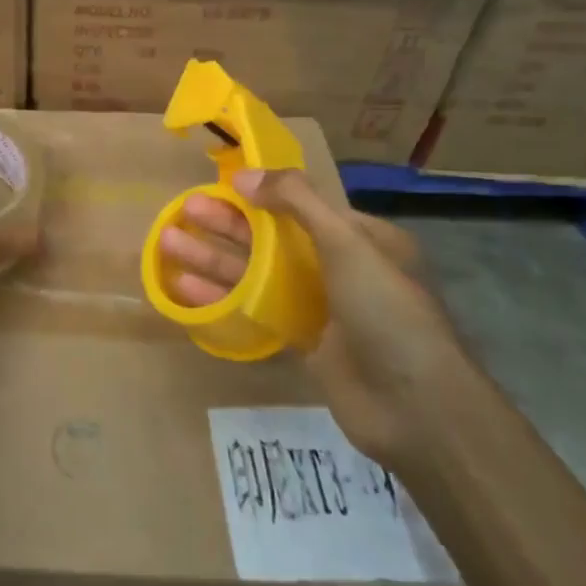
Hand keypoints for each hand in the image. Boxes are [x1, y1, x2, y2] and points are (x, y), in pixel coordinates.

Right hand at [158, 169, 461, 466]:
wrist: (417, 410)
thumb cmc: (387, 312)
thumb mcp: (348, 243)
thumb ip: (297, 201)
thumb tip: (244, 174)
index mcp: (361, 238)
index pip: (302, 205)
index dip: (260, 194)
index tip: (220, 185)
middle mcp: (339, 267)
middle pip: (271, 237)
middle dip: (227, 224)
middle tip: (183, 210)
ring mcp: (319, 306)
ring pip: (257, 273)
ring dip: (215, 258)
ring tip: (168, 243)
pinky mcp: (302, 341)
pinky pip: (255, 310)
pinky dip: (222, 297)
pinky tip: (185, 289)